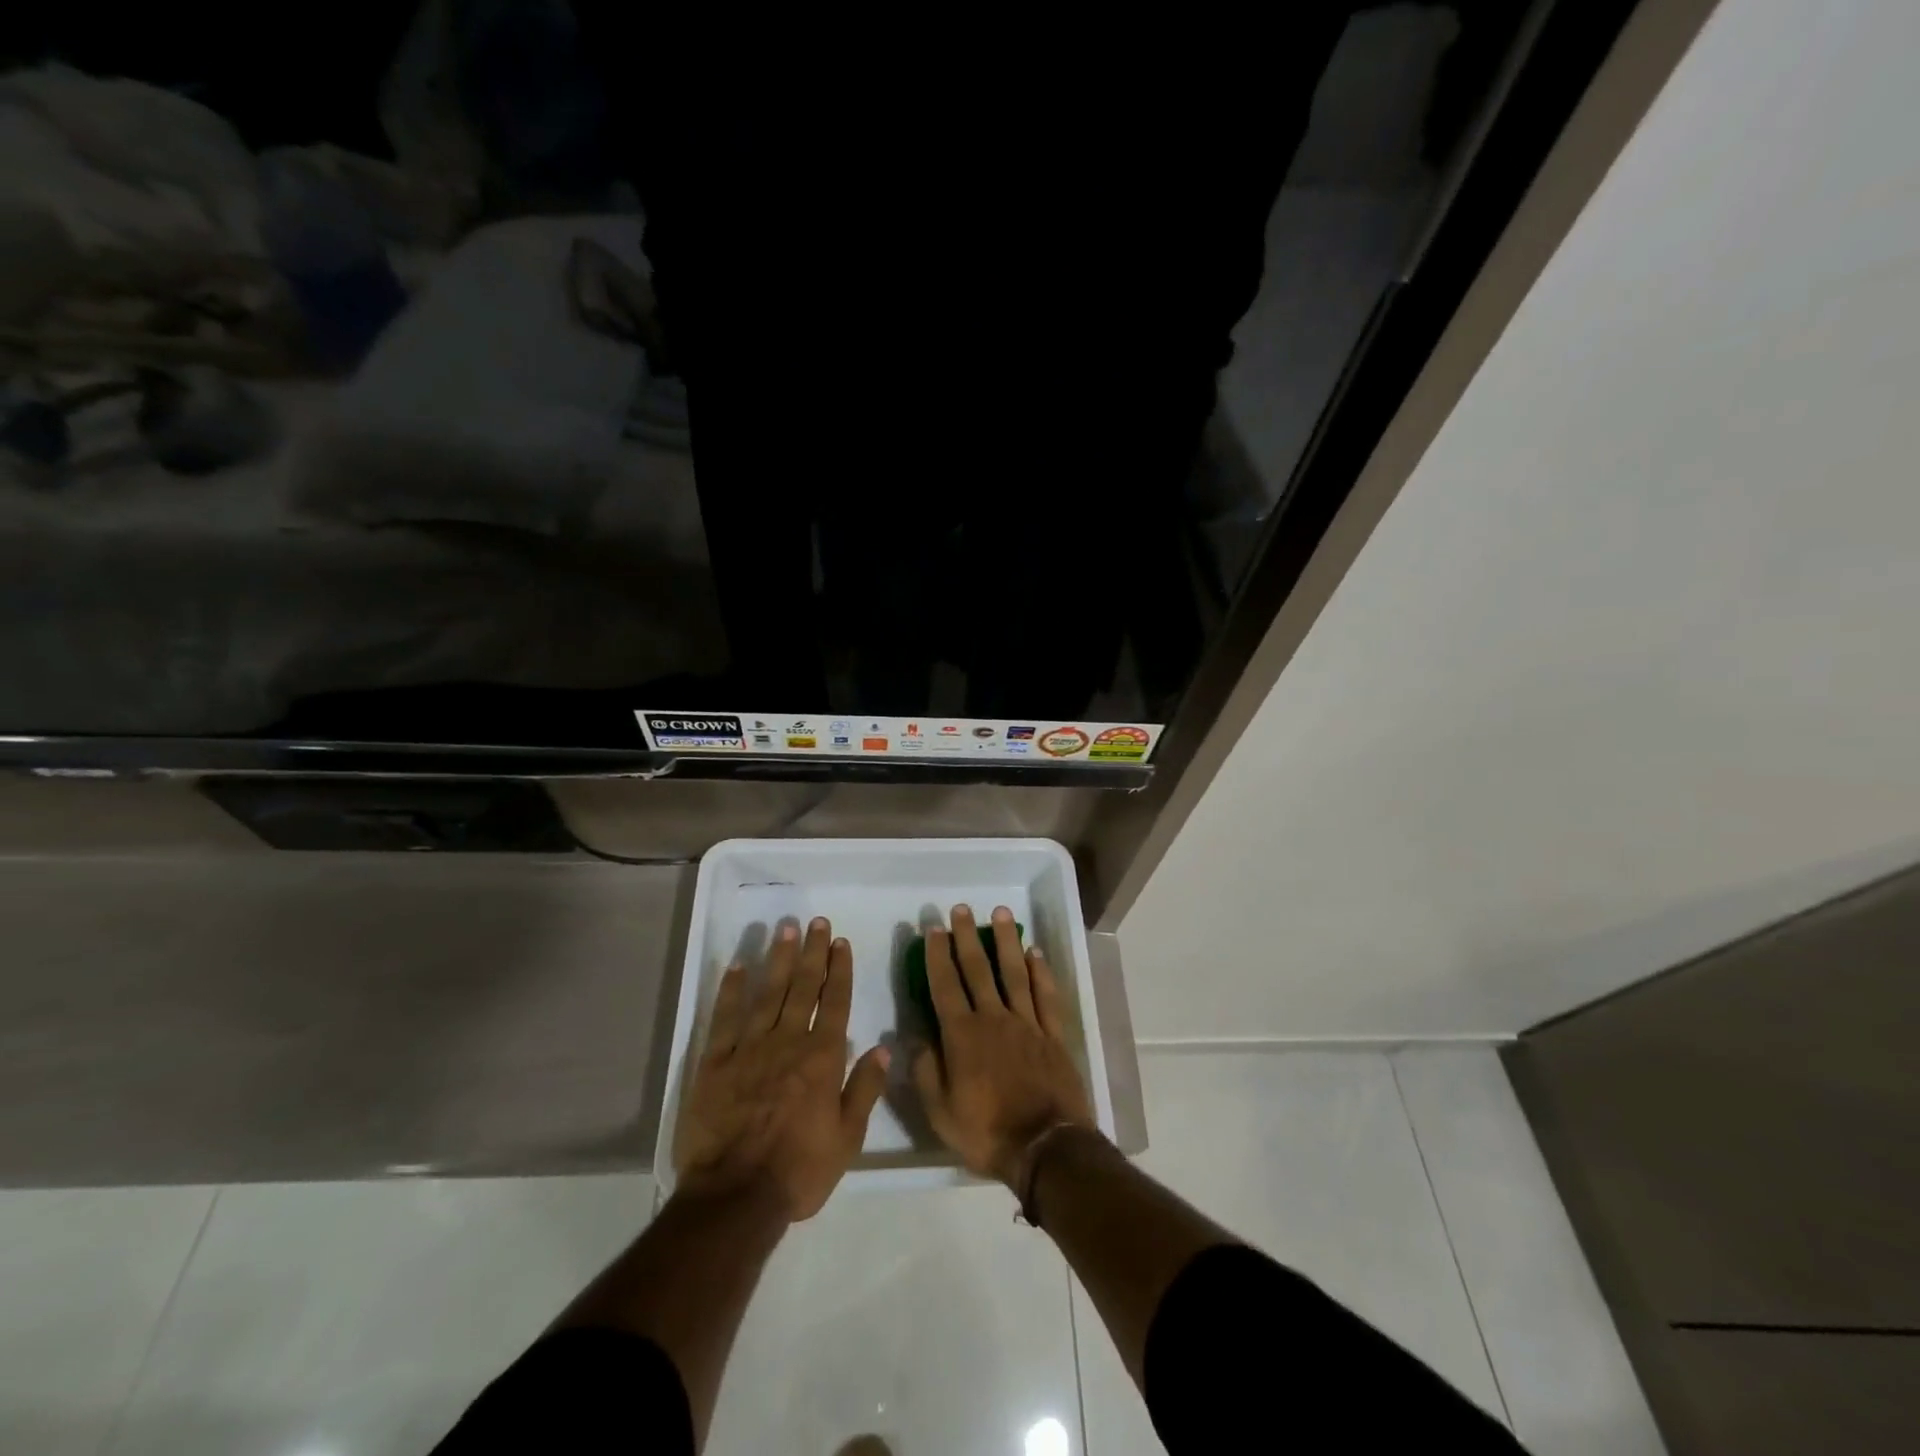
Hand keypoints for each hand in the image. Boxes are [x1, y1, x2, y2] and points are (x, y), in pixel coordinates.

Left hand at [675, 917, 889, 1220]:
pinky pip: (725, 1018)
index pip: (835, 1002)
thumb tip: (882, 1047)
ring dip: (779, 959)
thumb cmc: (799, 1171)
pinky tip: (739, 966)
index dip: (839, 970)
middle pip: (803, 988)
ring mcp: (749, 1049)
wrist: (735, 1197)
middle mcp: (788, 1042)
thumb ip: (865, 1089)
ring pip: (769, 993)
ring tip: (786, 929)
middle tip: (816, 923)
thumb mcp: (848, 1138)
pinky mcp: (715, 1063)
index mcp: (822, 1058)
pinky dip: (732, 990)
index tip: (841, 942)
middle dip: (812, 953)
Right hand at [913, 904, 1094, 1187]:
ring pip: (1014, 972)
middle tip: (960, 909)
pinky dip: (1041, 972)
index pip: (945, 986)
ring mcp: (1027, 1023)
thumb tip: (914, 1037)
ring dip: (1006, 941)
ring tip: (1000, 913)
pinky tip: (1035, 952)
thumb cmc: (987, 1132)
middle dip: (967, 937)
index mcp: (962, 1036)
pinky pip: (1046, 995)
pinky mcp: (1053, 1034)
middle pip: (978, 970)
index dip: (938, 956)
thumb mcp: (940, 1112)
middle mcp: (994, 1019)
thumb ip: (925, 1071)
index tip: (933, 928)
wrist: (1045, 1148)